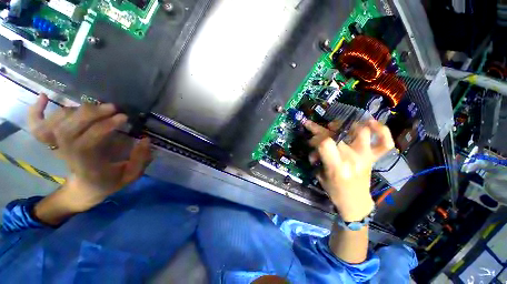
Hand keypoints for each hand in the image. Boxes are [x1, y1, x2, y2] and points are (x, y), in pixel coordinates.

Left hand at [29, 94, 151, 211]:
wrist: (84, 189)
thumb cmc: (109, 182)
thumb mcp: (130, 176)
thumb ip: (140, 160)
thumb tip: (145, 140)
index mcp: (87, 167)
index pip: (87, 144)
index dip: (103, 127)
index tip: (123, 117)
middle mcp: (67, 156)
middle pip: (67, 130)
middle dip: (90, 114)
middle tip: (112, 107)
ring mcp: (56, 148)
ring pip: (55, 124)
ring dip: (77, 110)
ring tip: (98, 107)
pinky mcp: (52, 143)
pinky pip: (36, 126)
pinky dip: (36, 111)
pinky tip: (45, 97)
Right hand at [304, 119, 393, 221]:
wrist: (355, 202)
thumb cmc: (335, 191)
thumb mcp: (320, 176)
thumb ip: (317, 158)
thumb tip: (313, 146)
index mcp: (337, 166)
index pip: (325, 143)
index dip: (315, 138)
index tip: (311, 140)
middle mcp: (353, 159)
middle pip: (337, 135)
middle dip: (321, 130)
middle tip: (314, 128)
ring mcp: (366, 157)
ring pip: (361, 132)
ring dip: (346, 125)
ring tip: (337, 126)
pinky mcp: (373, 158)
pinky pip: (384, 142)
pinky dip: (381, 131)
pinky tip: (371, 123)